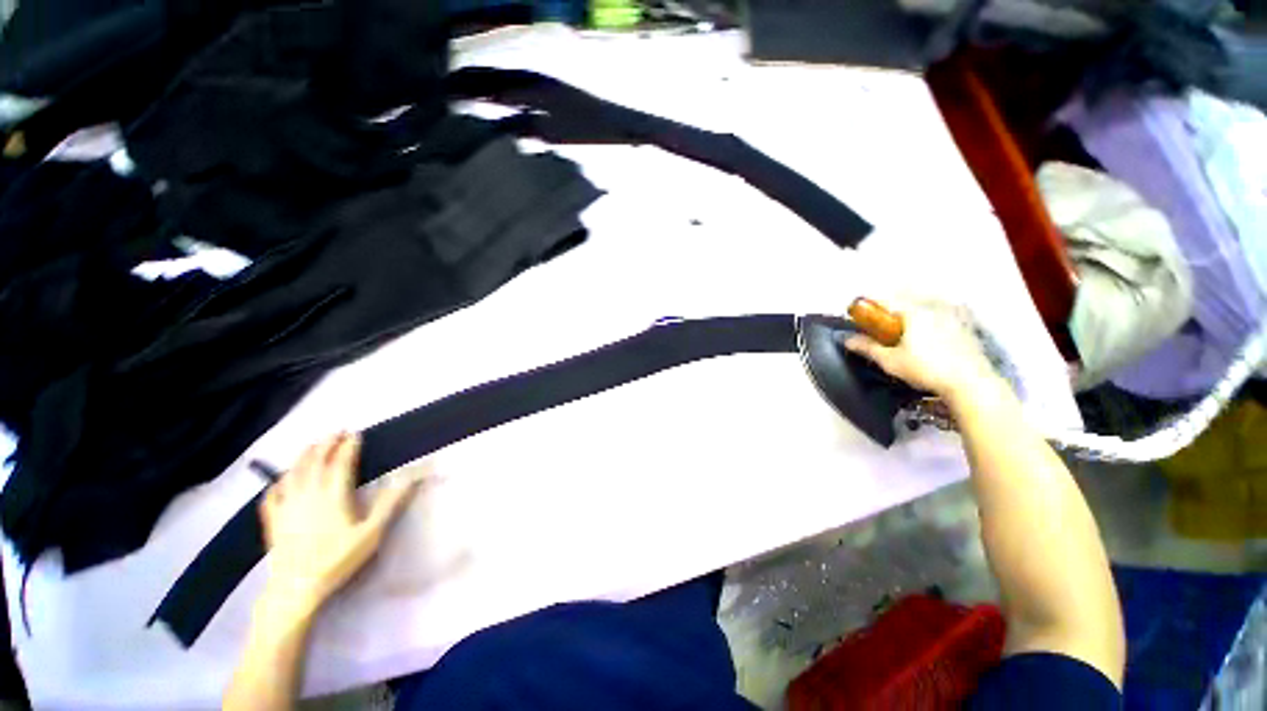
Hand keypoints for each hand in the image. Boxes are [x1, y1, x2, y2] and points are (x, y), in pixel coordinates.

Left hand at [259, 432, 420, 616]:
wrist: (296, 588)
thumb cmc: (338, 559)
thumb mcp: (371, 533)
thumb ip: (390, 503)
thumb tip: (411, 477)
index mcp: (332, 496)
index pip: (341, 463)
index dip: (349, 447)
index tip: (356, 434)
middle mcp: (307, 494)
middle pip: (315, 462)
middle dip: (326, 445)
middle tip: (336, 433)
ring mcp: (286, 506)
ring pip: (293, 473)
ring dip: (303, 456)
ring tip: (311, 446)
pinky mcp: (272, 520)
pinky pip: (272, 494)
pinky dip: (278, 482)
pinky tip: (281, 480)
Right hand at [844, 299, 995, 400]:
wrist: (971, 383)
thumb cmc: (926, 370)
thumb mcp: (890, 361)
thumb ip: (867, 348)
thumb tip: (847, 339)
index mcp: (913, 312)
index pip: (884, 299)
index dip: (867, 303)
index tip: (855, 310)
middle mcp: (933, 306)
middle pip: (907, 294)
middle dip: (892, 300)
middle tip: (881, 314)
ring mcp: (953, 314)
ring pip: (929, 299)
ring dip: (915, 302)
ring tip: (906, 319)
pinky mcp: (967, 324)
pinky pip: (947, 309)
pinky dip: (936, 311)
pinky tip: (932, 325)